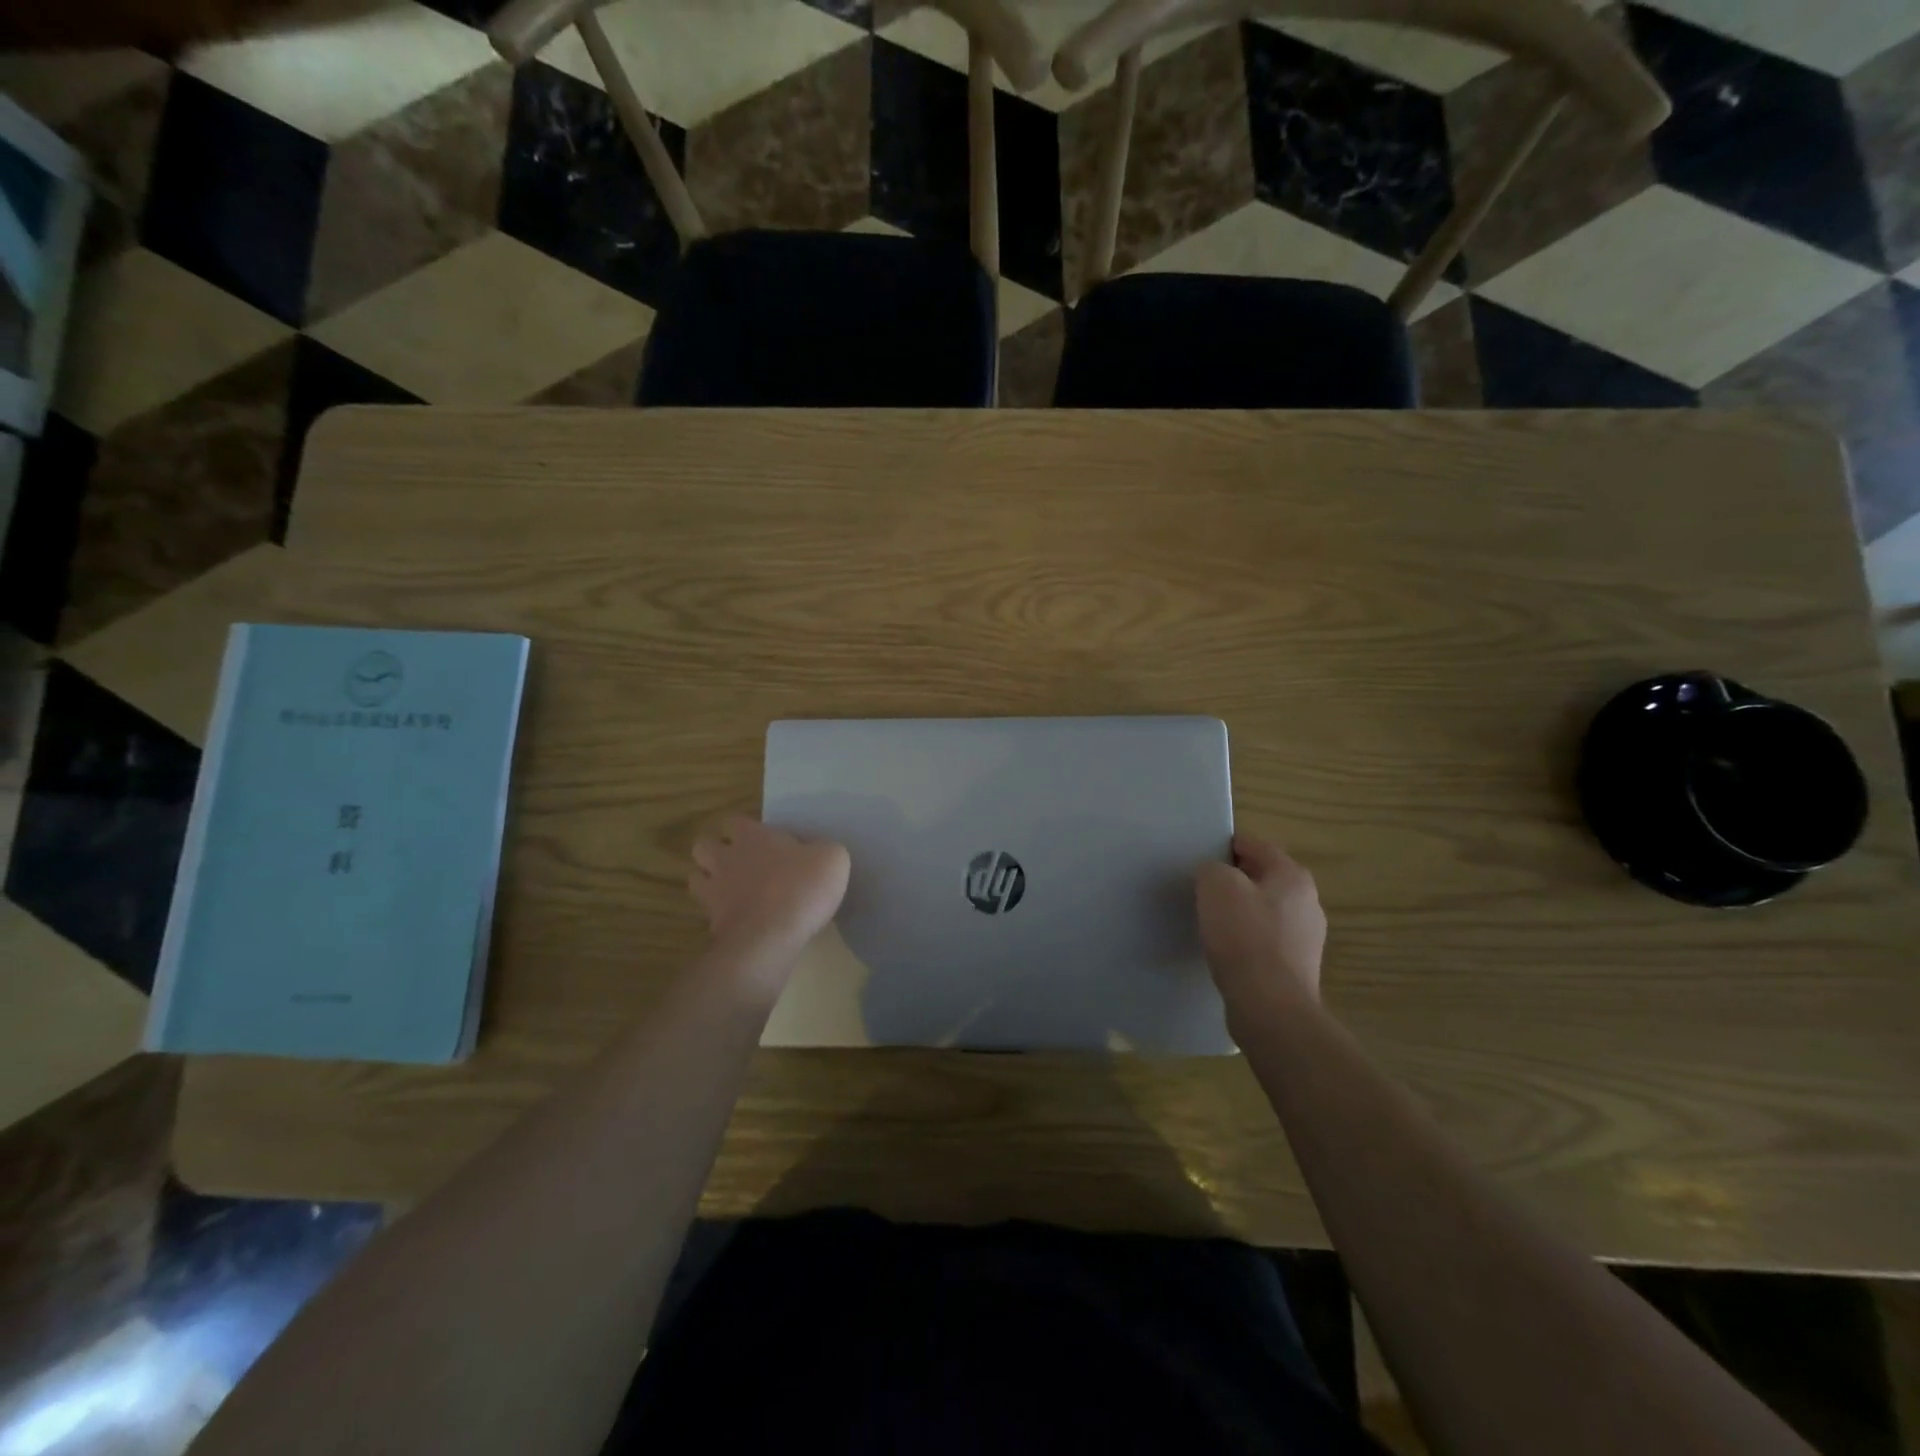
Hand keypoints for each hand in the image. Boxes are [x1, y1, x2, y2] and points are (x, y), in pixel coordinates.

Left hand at [690, 816, 850, 969]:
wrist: (771, 937)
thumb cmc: (801, 888)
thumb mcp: (832, 858)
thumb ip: (822, 849)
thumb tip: (817, 853)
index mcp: (752, 836)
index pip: (734, 821)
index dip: (745, 829)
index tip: (763, 840)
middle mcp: (726, 859)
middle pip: (703, 845)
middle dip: (716, 851)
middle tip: (741, 862)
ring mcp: (714, 892)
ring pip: (696, 877)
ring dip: (710, 881)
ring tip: (732, 890)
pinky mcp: (712, 924)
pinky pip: (707, 913)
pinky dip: (720, 914)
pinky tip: (741, 919)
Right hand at [1195, 834, 1325, 1022]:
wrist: (1270, 1006)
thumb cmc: (1244, 937)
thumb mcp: (1216, 886)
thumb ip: (1212, 868)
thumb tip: (1215, 874)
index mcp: (1293, 876)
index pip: (1256, 845)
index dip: (1226, 845)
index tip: (1200, 855)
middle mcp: (1308, 902)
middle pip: (1263, 877)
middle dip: (1235, 879)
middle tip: (1202, 887)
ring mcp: (1306, 937)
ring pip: (1265, 910)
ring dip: (1241, 910)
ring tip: (1211, 920)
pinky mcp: (1296, 967)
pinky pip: (1266, 940)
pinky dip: (1246, 938)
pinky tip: (1226, 949)